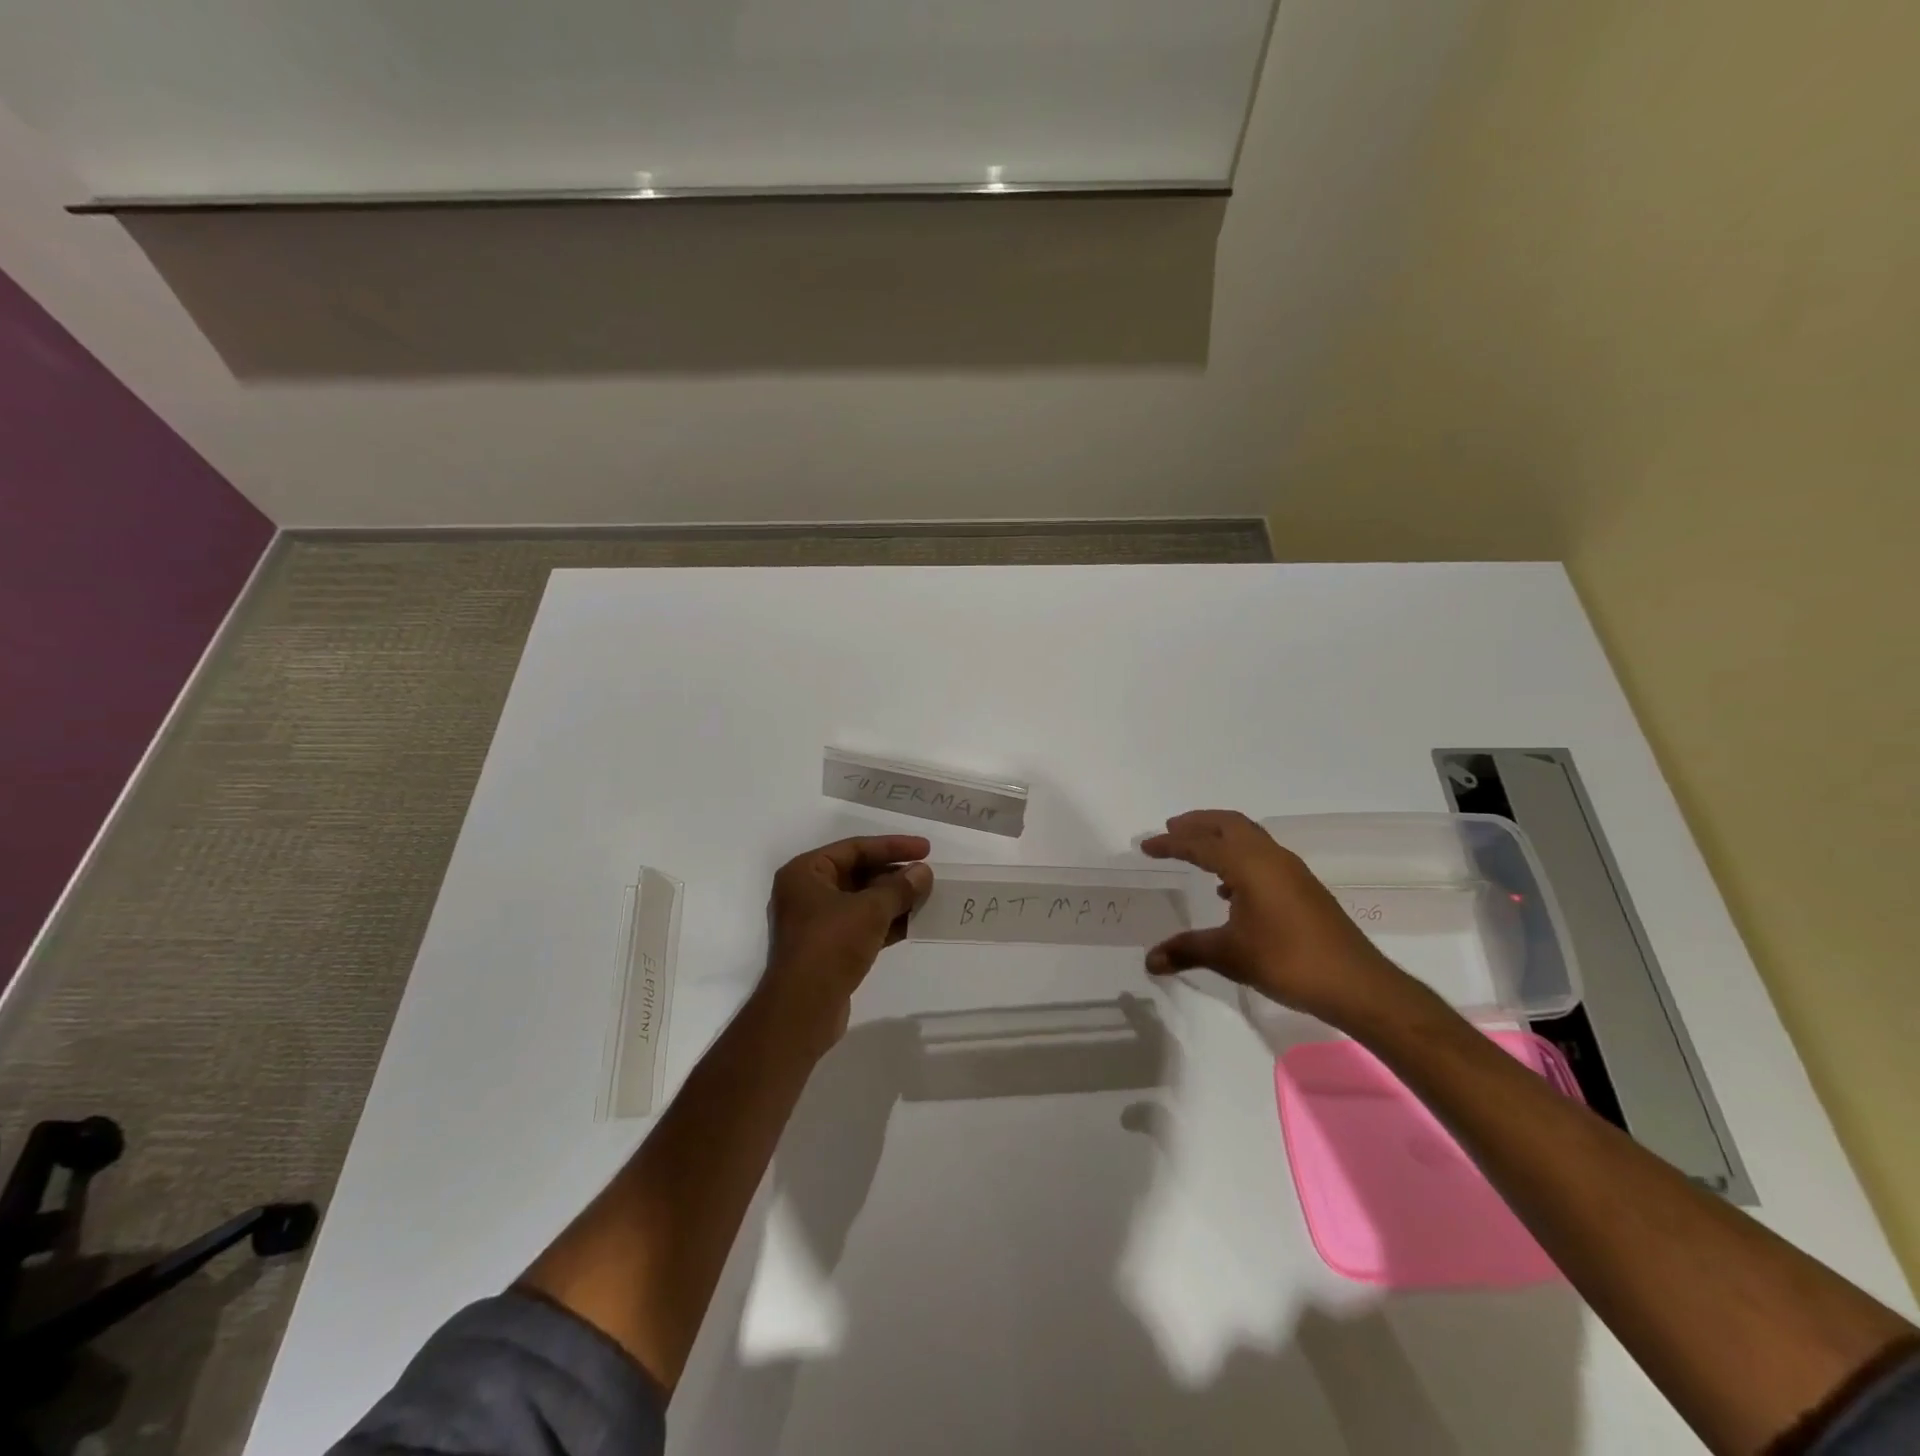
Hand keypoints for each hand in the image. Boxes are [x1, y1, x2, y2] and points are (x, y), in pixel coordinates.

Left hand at [762, 835, 933, 1045]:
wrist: (802, 1010)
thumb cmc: (830, 945)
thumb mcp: (870, 910)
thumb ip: (899, 888)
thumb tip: (922, 872)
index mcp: (805, 873)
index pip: (855, 848)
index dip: (892, 846)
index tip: (926, 849)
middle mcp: (806, 893)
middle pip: (857, 874)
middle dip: (894, 876)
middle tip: (928, 876)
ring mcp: (815, 923)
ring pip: (861, 902)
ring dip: (893, 900)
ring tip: (927, 898)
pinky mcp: (826, 950)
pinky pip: (860, 926)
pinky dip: (885, 923)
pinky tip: (914, 924)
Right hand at [1141, 810, 1414, 1029]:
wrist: (1357, 985)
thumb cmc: (1287, 962)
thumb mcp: (1230, 956)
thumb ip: (1187, 951)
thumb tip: (1149, 960)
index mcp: (1249, 865)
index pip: (1202, 845)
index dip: (1171, 844)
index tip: (1146, 846)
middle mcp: (1271, 858)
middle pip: (1230, 824)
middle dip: (1198, 824)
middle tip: (1171, 829)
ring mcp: (1292, 871)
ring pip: (1249, 837)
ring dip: (1221, 837)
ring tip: (1197, 852)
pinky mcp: (1304, 887)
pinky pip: (1263, 856)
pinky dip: (1239, 857)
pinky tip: (1230, 889)